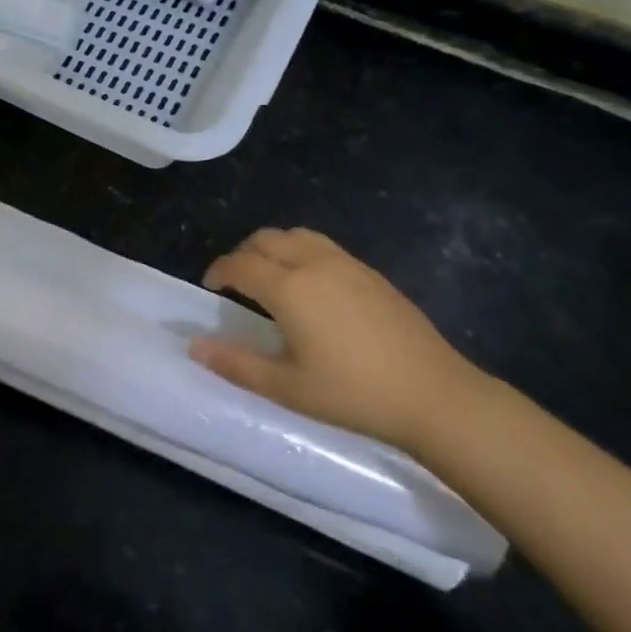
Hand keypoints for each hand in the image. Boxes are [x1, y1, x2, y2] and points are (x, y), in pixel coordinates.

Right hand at [190, 227, 486, 452]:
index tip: (210, 287)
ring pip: (296, 235)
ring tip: (270, 275)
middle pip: (266, 239)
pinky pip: (323, 246)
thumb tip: (195, 347)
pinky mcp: (371, 273)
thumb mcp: (287, 387)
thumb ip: (236, 364)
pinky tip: (311, 285)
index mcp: (289, 288)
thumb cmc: (354, 394)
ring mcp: (347, 264)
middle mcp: (314, 264)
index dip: (219, 272)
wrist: (435, 396)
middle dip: (243, 254)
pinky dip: (301, 251)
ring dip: (273, 247)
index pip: (240, 265)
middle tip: (236, 282)